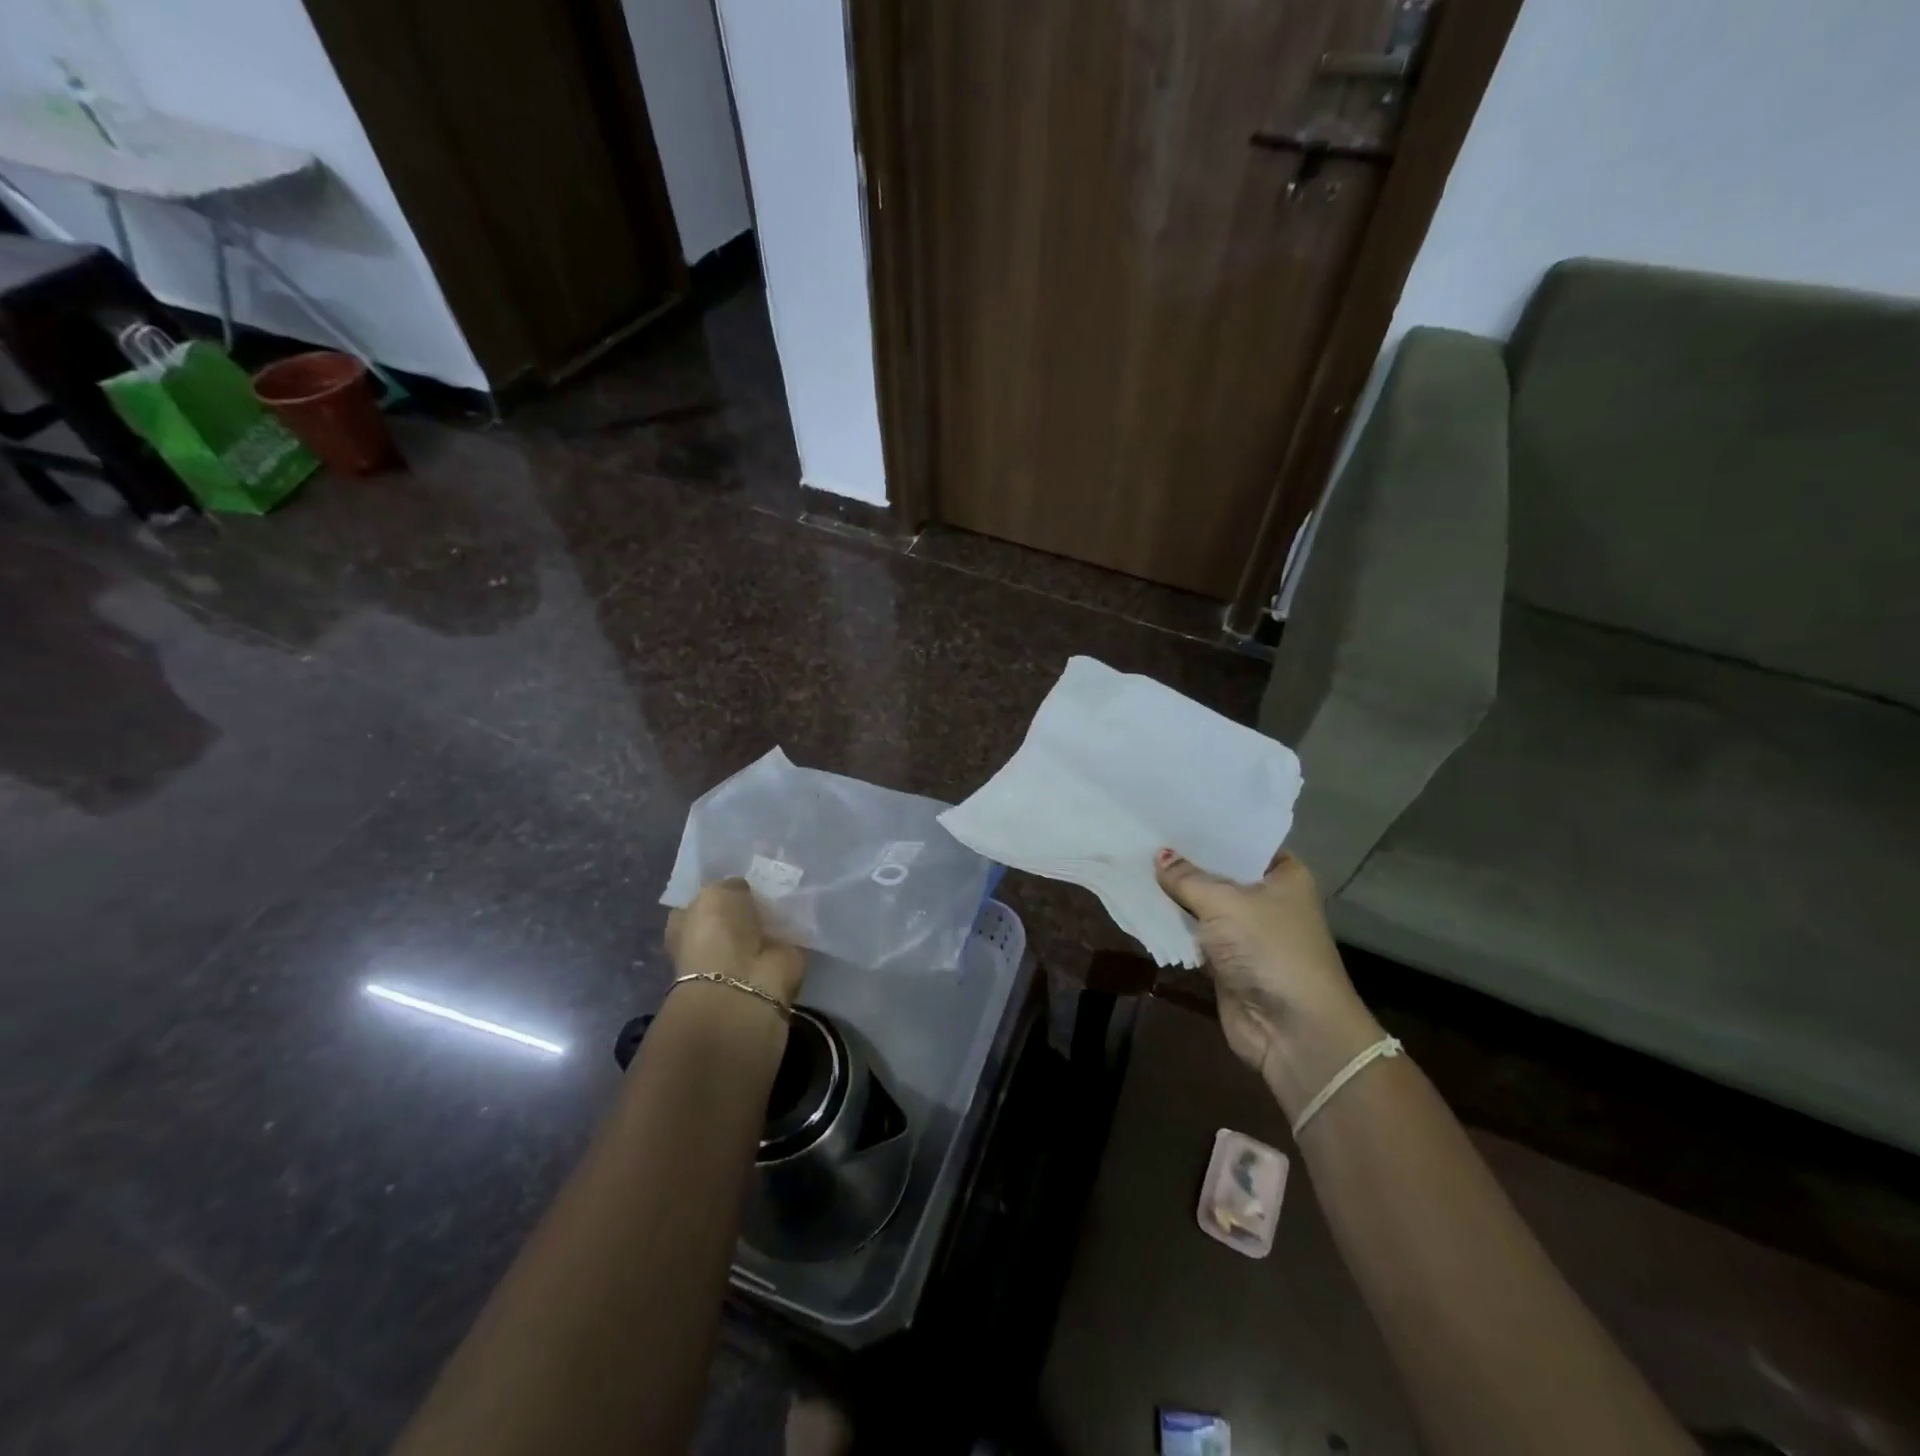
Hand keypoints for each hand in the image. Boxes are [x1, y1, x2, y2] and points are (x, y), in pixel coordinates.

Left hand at [666, 879, 804, 1008]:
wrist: (744, 981)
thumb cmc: (717, 933)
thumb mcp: (716, 893)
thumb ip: (729, 885)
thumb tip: (741, 889)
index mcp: (686, 925)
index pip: (699, 901)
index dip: (717, 889)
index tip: (738, 873)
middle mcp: (713, 940)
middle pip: (733, 913)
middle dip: (748, 901)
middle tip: (768, 878)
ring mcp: (743, 953)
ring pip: (759, 924)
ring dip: (771, 913)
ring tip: (789, 888)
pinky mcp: (773, 962)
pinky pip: (785, 935)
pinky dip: (793, 925)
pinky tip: (802, 907)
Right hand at [1156, 849, 1384, 1117]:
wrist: (1292, 1030)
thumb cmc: (1270, 950)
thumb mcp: (1226, 904)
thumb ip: (1188, 878)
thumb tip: (1159, 855)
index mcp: (1283, 874)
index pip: (1242, 841)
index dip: (1208, 829)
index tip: (1170, 811)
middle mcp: (1266, 898)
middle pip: (1219, 871)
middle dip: (1184, 860)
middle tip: (1141, 831)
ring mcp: (1245, 930)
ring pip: (1202, 903)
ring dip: (1174, 892)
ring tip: (1132, 859)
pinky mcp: (1225, 959)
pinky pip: (1193, 932)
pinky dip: (1172, 922)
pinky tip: (1140, 898)